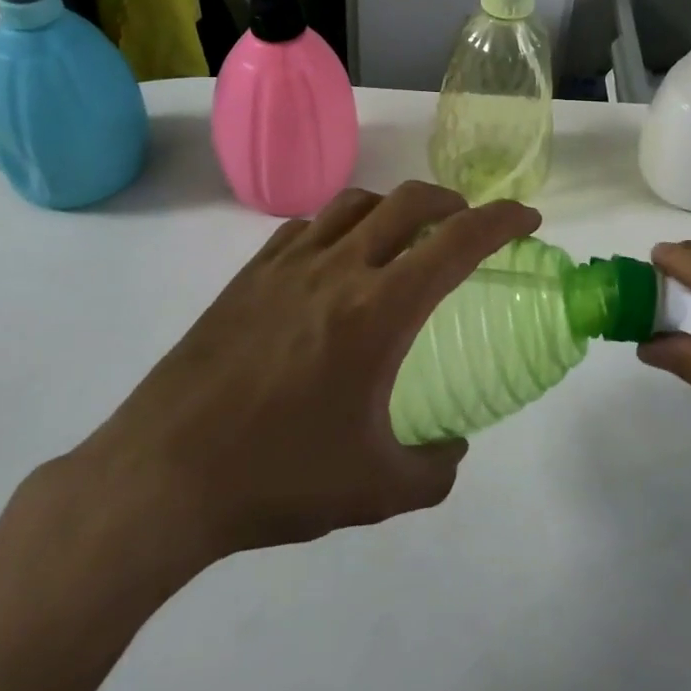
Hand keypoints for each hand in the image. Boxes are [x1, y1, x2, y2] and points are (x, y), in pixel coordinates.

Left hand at [46, 181, 539, 609]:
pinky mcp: (249, 274)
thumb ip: (434, 470)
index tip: (527, 219)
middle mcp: (339, 269)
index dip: (502, 220)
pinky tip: (336, 262)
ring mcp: (288, 264)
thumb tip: (453, 448)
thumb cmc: (277, 478)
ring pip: (356, 202)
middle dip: (453, 202)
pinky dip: (341, 226)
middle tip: (467, 228)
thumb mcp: (375, 490)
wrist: (162, 476)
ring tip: (403, 239)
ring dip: (394, 207)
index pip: (457, 242)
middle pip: (409, 201)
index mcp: (378, 311)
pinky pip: (308, 226)